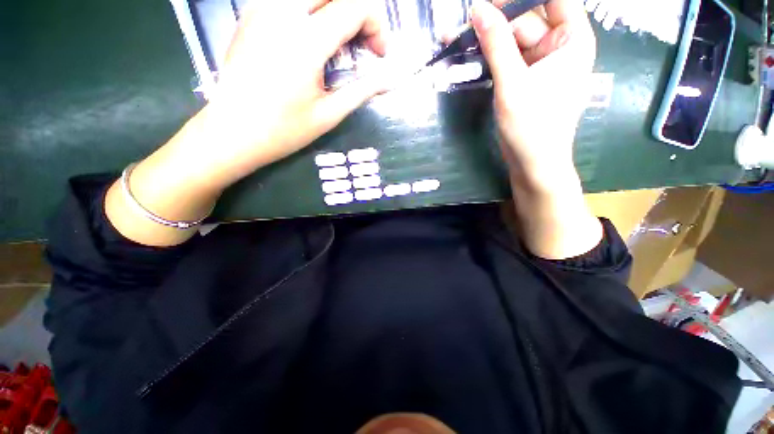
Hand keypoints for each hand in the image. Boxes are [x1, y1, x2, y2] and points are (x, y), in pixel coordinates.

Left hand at [105, 0, 389, 246]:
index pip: (354, 7)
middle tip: (363, 43)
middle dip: (357, 11)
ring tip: (341, 41)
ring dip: (334, 9)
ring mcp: (262, 8)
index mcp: (306, 40)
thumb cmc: (283, 130)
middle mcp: (282, 12)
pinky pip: (290, 0)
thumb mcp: (329, 115)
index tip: (379, 55)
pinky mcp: (251, 14)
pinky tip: (314, 38)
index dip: (376, 26)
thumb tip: (388, 81)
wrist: (232, 132)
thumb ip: (361, 91)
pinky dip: (312, 11)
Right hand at [471, 0, 595, 185]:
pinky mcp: (525, 79)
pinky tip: (468, 55)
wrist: (532, 163)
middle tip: (462, 23)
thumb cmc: (532, 126)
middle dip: (494, 20)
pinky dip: (488, 57)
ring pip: (512, 39)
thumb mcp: (513, 83)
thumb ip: (496, 44)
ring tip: (455, 37)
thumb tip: (477, 9)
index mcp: (571, 38)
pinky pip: (506, 58)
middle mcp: (558, 45)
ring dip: (486, 40)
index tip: (488, 1)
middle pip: (525, 19)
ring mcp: (540, 63)